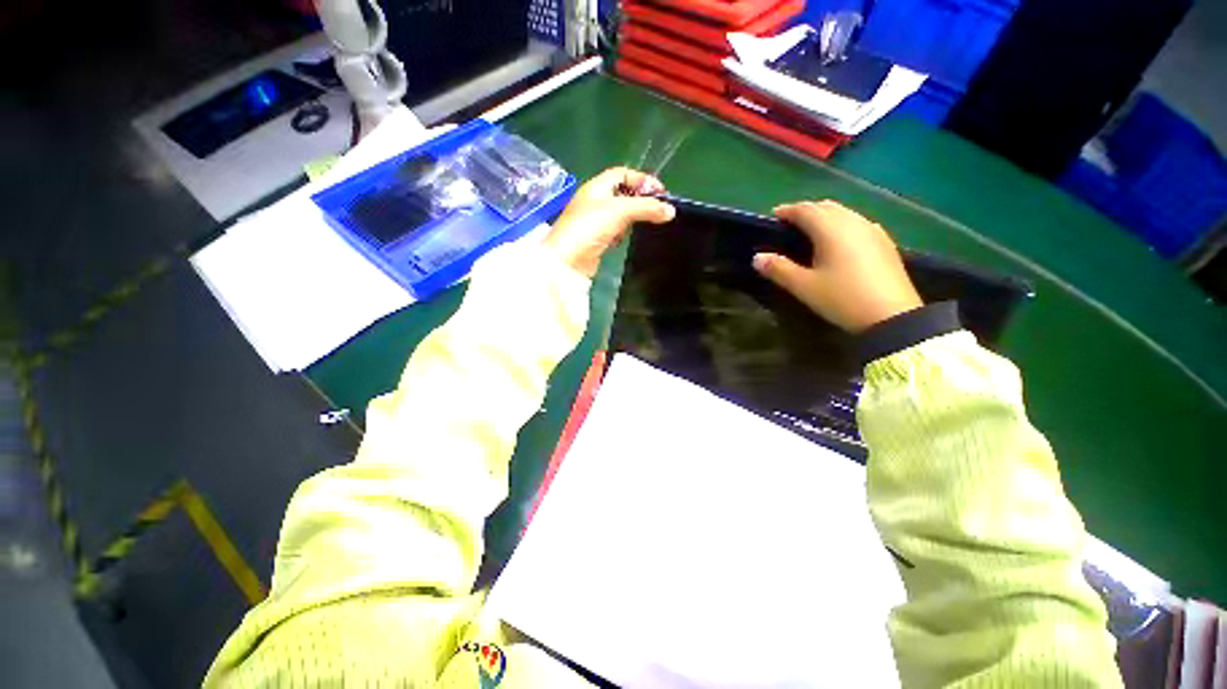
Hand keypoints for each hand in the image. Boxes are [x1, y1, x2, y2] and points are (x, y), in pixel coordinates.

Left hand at [543, 167, 675, 277]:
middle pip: (622, 194)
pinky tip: (628, 239)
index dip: (641, 179)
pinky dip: (623, 233)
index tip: (660, 193)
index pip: (622, 174)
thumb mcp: (620, 211)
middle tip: (657, 211)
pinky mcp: (596, 240)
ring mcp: (594, 222)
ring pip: (620, 214)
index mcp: (596, 187)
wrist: (568, 260)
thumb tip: (671, 211)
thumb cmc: (590, 227)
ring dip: (633, 218)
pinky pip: (615, 231)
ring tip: (647, 224)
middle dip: (640, 200)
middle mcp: (594, 201)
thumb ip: (646, 208)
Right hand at [752, 200, 922, 332]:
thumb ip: (778, 269)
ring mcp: (872, 230)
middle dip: (806, 211)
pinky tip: (838, 241)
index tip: (773, 216)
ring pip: (843, 213)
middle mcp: (853, 221)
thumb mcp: (804, 286)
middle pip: (826, 207)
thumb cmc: (842, 298)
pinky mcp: (884, 242)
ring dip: (824, 216)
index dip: (787, 210)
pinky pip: (857, 223)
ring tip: (811, 231)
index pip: (805, 210)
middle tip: (790, 224)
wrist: (892, 315)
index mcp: (831, 229)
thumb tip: (757, 257)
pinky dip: (841, 225)